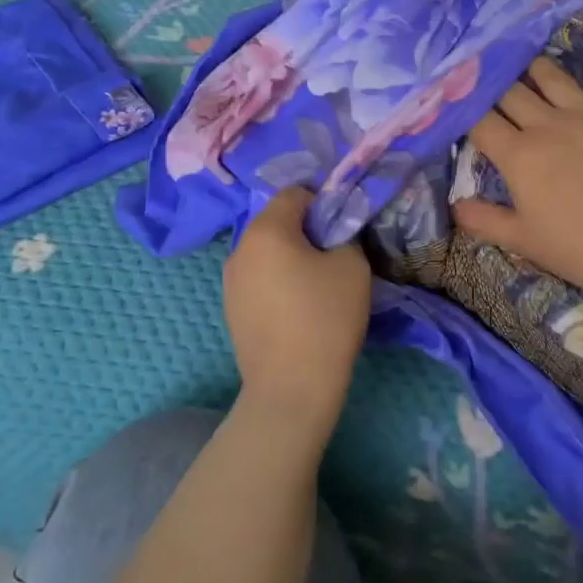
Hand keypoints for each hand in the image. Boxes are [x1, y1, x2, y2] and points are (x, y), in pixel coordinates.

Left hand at [223, 188, 370, 432]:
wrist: (291, 389)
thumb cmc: (325, 318)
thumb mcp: (352, 265)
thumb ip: (344, 234)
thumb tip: (333, 233)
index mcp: (265, 230)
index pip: (295, 193)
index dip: (323, 202)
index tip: (344, 227)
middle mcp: (239, 248)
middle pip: (277, 221)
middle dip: (306, 230)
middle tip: (335, 255)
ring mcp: (230, 281)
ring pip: (267, 252)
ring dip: (291, 256)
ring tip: (317, 285)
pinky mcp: (231, 309)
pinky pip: (259, 278)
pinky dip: (278, 281)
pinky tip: (298, 308)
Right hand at [454, 57, 582, 309]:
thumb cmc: (580, 249)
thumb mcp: (523, 241)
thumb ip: (484, 220)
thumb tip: (455, 205)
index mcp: (519, 155)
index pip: (480, 120)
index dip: (463, 108)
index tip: (456, 102)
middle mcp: (549, 125)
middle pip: (511, 90)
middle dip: (493, 83)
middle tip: (486, 79)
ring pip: (553, 76)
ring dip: (535, 68)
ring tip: (527, 63)